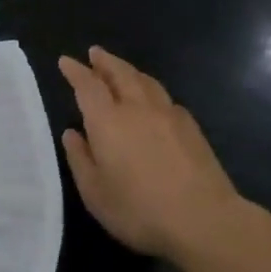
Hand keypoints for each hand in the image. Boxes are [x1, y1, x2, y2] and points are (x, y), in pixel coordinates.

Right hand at [58, 46, 242, 261]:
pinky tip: (153, 101)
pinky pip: (165, 98)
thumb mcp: (95, 192)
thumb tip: (72, 134)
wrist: (204, 219)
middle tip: (95, 52)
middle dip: (105, 61)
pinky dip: (152, 91)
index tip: (66, 61)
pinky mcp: (191, 127)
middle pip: (120, 73)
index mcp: (108, 121)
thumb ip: (80, 159)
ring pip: (145, 81)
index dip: (76, 71)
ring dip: (129, 71)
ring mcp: (168, 115)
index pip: (88, 86)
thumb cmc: (139, 209)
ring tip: (121, 69)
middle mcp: (137, 108)